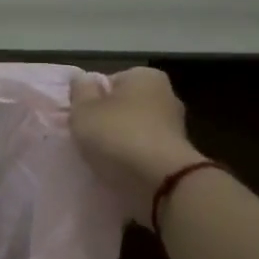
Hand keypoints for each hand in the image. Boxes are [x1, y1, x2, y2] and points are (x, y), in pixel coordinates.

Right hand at [69, 67, 202, 223]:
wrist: (161, 182)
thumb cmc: (118, 135)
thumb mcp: (85, 109)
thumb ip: (80, 91)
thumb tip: (83, 79)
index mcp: (145, 76)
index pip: (109, 81)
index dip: (91, 99)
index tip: (81, 118)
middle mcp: (166, 95)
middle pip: (125, 105)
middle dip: (108, 120)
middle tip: (88, 139)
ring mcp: (175, 127)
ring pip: (135, 130)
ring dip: (120, 142)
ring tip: (102, 159)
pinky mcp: (178, 155)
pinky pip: (146, 152)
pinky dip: (133, 160)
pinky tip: (120, 171)